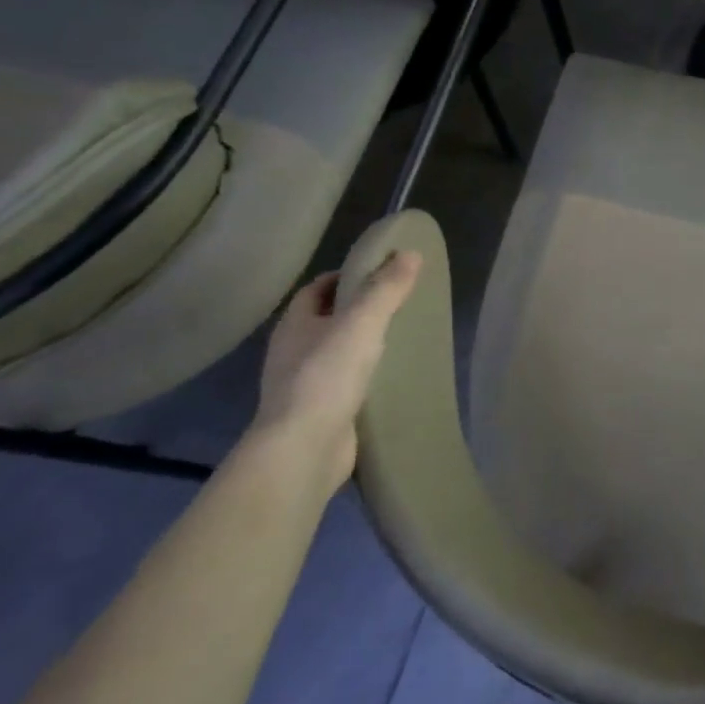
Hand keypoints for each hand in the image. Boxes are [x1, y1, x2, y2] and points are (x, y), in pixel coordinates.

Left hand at [252, 252, 421, 494]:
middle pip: (326, 320)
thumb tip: (411, 253)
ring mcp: (304, 386)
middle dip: (358, 310)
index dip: (345, 276)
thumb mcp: (362, 323)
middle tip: (399, 304)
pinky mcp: (320, 414)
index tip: (380, 273)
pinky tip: (392, 378)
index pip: (316, 289)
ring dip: (363, 345)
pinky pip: (346, 385)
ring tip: (402, 339)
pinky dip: (366, 377)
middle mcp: (293, 352)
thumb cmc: (326, 376)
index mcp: (294, 325)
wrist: (304, 450)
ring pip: (336, 354)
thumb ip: (386, 289)